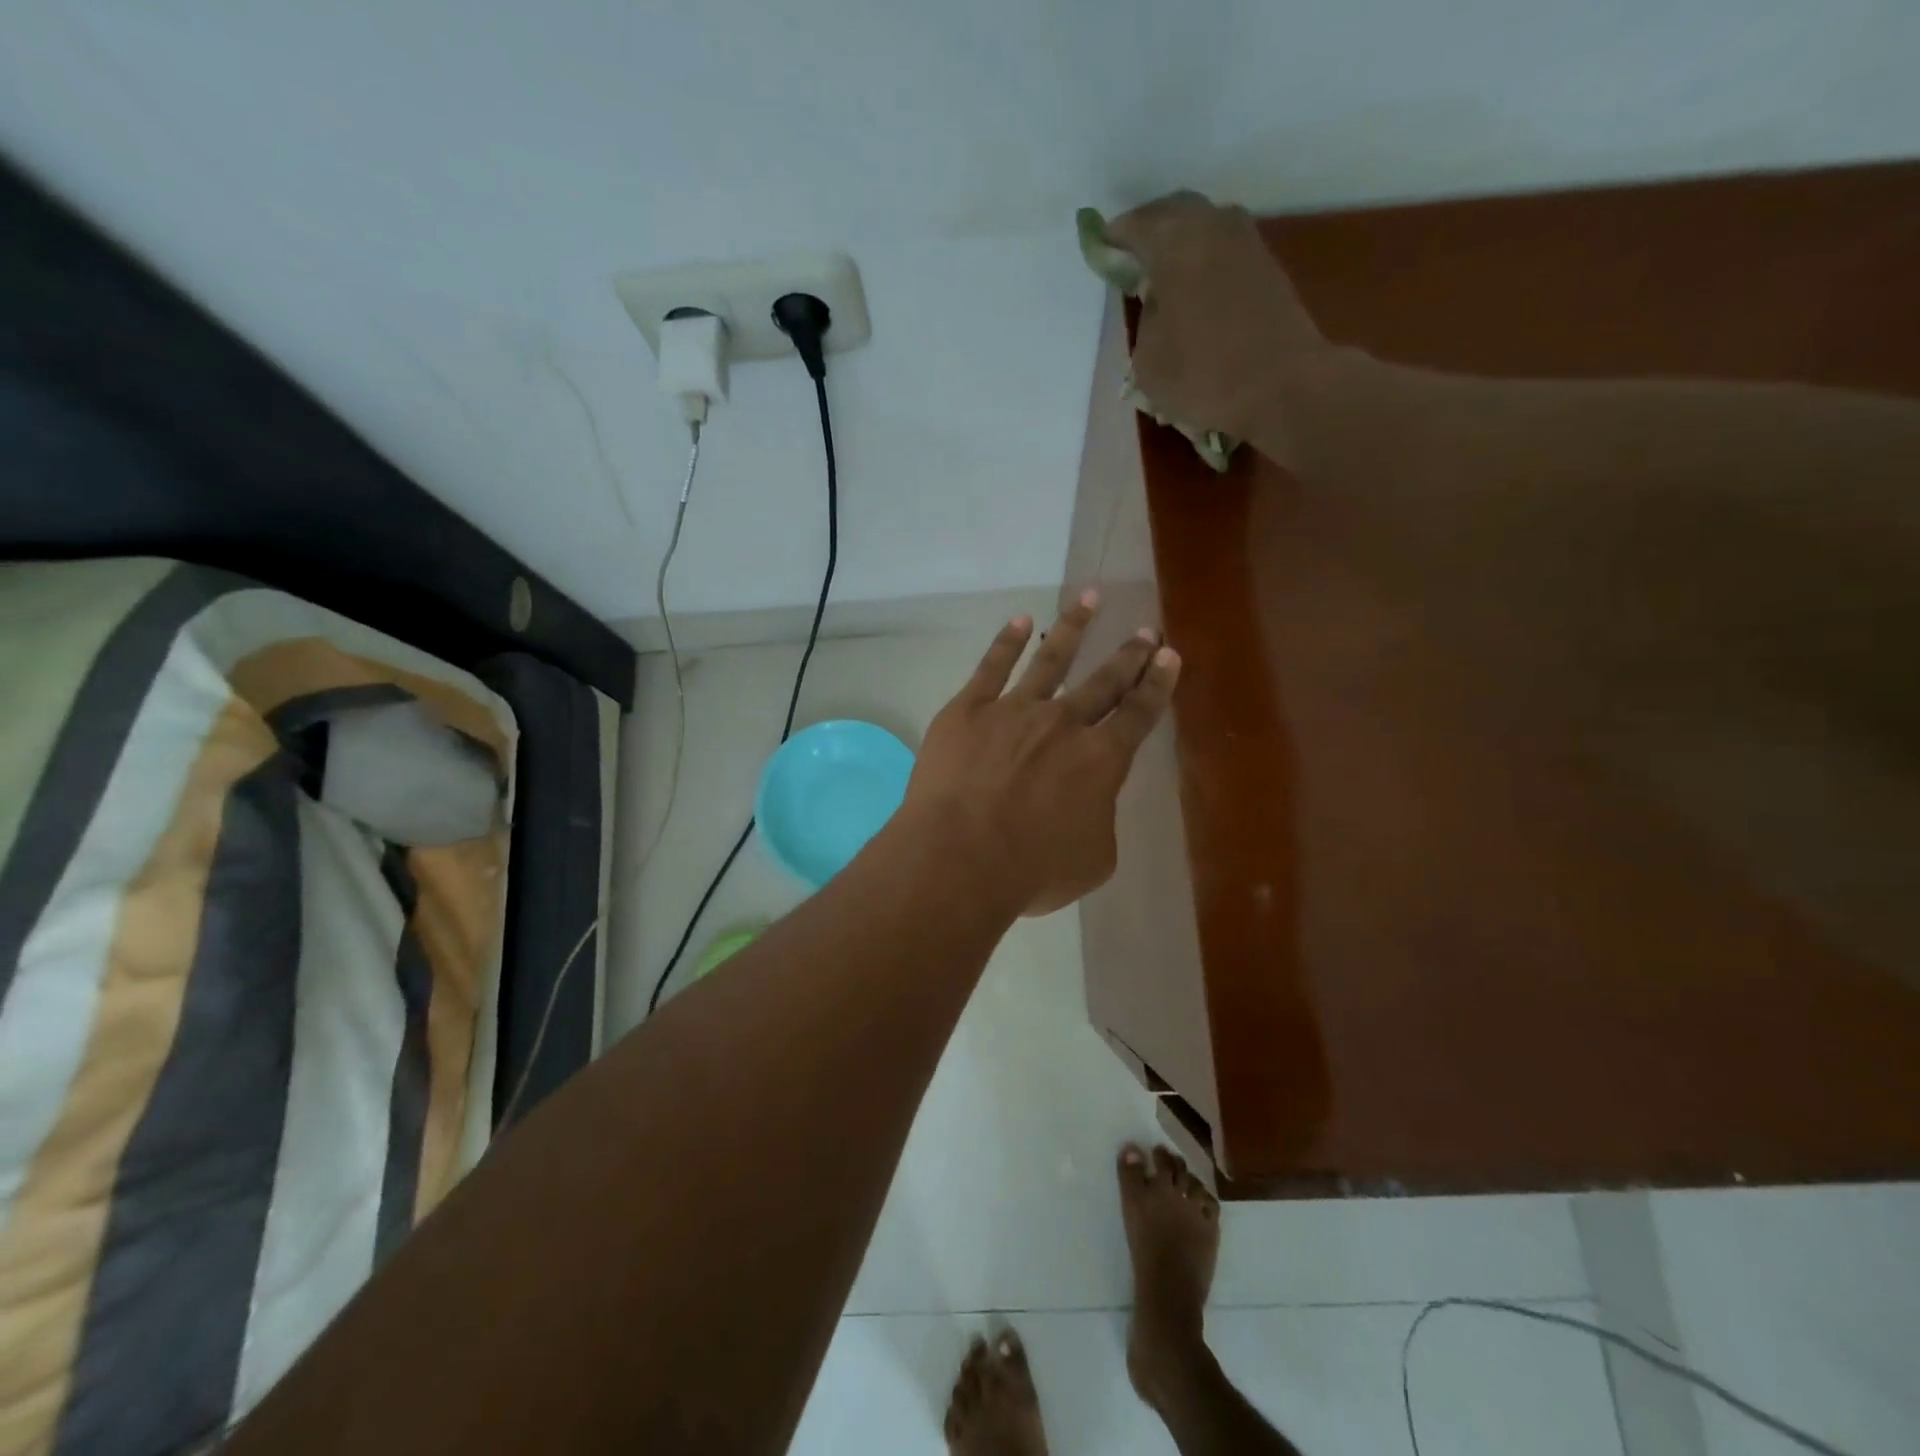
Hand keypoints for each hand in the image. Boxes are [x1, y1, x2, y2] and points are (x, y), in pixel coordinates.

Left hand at [904, 592, 1180, 916]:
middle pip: (1103, 682)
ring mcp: (1014, 710)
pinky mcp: (969, 709)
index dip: (1156, 685)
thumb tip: (1090, 802)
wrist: (960, 858)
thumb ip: (1098, 821)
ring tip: (1090, 598)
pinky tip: (1020, 621)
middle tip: (1146, 630)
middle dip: (1129, 655)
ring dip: (1074, 627)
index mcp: (1101, 760)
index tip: (1168, 656)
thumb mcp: (1091, 860)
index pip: (1138, 714)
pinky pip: (992, 666)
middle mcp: (1063, 724)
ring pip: (1051, 659)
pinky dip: (1007, 641)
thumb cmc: (1031, 870)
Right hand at [1107, 193, 1325, 448]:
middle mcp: (1213, 226)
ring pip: (1203, 226)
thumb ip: (1146, 318)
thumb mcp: (1148, 360)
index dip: (1114, 239)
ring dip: (1180, 242)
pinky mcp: (1267, 266)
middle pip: (1174, 212)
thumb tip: (1159, 301)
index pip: (1135, 226)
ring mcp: (1246, 242)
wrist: (1283, 386)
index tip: (1102, 251)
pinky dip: (1203, 259)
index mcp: (1175, 243)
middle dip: (1149, 229)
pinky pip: (1223, 248)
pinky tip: (1193, 287)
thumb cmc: (1204, 375)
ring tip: (1162, 273)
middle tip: (1130, 256)